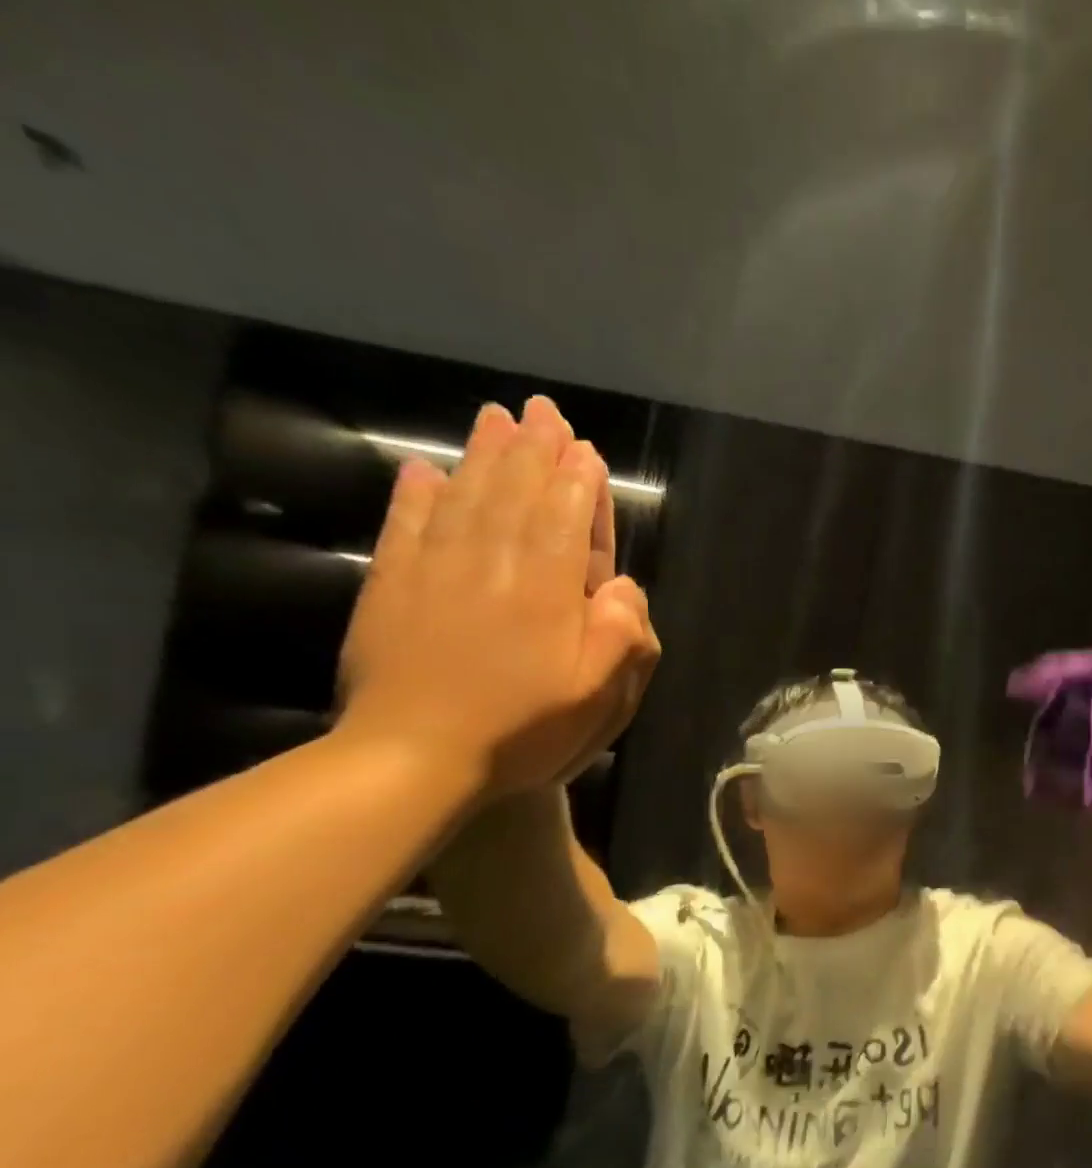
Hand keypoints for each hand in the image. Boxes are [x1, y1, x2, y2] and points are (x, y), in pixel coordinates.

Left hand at [336, 396, 661, 803]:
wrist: (413, 756)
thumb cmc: (522, 727)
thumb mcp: (600, 694)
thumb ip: (624, 634)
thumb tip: (622, 587)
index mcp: (548, 587)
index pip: (567, 517)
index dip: (579, 481)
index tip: (584, 448)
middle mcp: (493, 562)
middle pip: (516, 493)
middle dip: (534, 450)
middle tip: (542, 412)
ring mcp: (436, 569)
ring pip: (465, 496)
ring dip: (484, 455)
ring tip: (495, 418)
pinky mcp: (392, 587)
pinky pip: (406, 525)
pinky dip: (416, 494)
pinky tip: (424, 470)